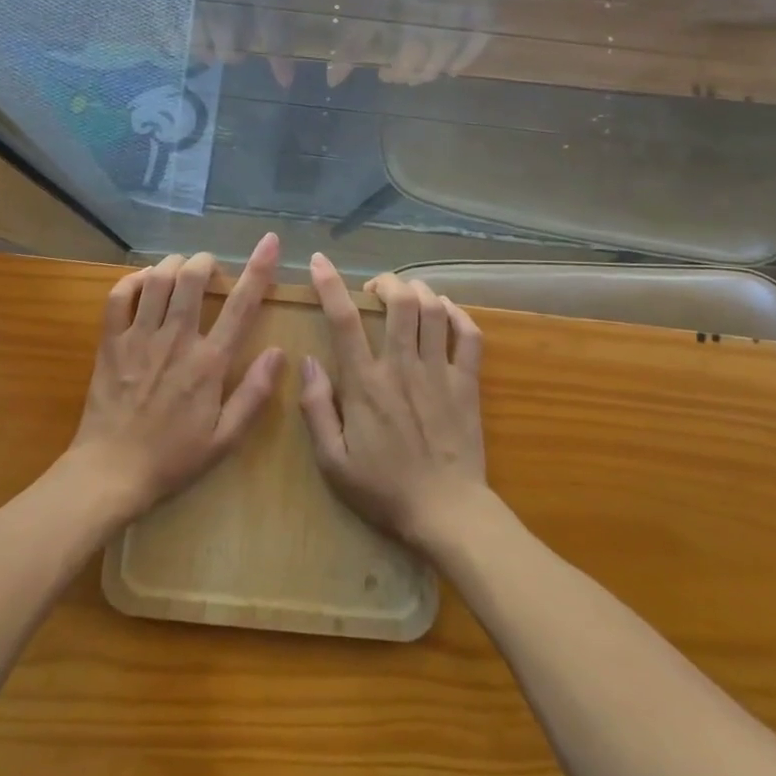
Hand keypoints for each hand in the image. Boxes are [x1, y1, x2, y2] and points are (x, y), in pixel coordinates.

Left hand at [68, 235, 285, 523]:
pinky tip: (144, 282)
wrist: (111, 473)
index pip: (241, 305)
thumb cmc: (173, 459)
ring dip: (173, 265)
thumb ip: (254, 394)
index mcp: (209, 363)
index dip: (259, 268)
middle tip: (210, 268)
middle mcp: (176, 340)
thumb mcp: (225, 439)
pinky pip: (119, 296)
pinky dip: (134, 280)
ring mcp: (139, 338)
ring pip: (157, 279)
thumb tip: (278, 352)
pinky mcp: (111, 343)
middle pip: (192, 278)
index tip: (269, 242)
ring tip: (181, 270)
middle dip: (205, 261)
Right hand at [299, 254, 486, 550]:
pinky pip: (469, 335)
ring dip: (419, 291)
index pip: (344, 321)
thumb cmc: (382, 489)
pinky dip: (458, 314)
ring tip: (408, 294)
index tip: (319, 261)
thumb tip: (307, 362)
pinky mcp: (467, 383)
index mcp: (365, 384)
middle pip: (400, 302)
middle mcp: (402, 368)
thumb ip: (316, 409)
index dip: (330, 285)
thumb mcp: (332, 461)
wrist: (446, 513)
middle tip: (376, 288)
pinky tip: (446, 312)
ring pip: (434, 310)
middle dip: (386, 282)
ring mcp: (439, 373)